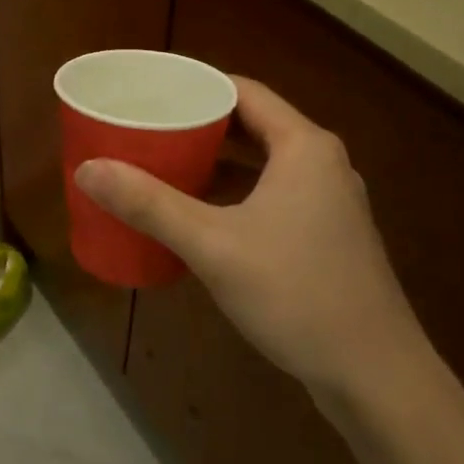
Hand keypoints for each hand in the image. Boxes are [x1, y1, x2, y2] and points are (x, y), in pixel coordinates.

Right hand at [75, 77, 429, 407]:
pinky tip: (196, 214)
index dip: (194, 86)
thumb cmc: (297, 294)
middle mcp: (321, 164)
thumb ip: (149, 204)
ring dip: (213, 161)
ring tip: (160, 164)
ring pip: (260, 163)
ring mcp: (327, 203)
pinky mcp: (325, 237)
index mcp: (304, 147)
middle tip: (144, 127)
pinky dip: (232, 194)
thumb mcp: (213, 246)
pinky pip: (269, 195)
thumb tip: (87, 169)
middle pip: (250, 124)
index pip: (242, 91)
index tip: (147, 92)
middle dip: (196, 124)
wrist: (376, 378)